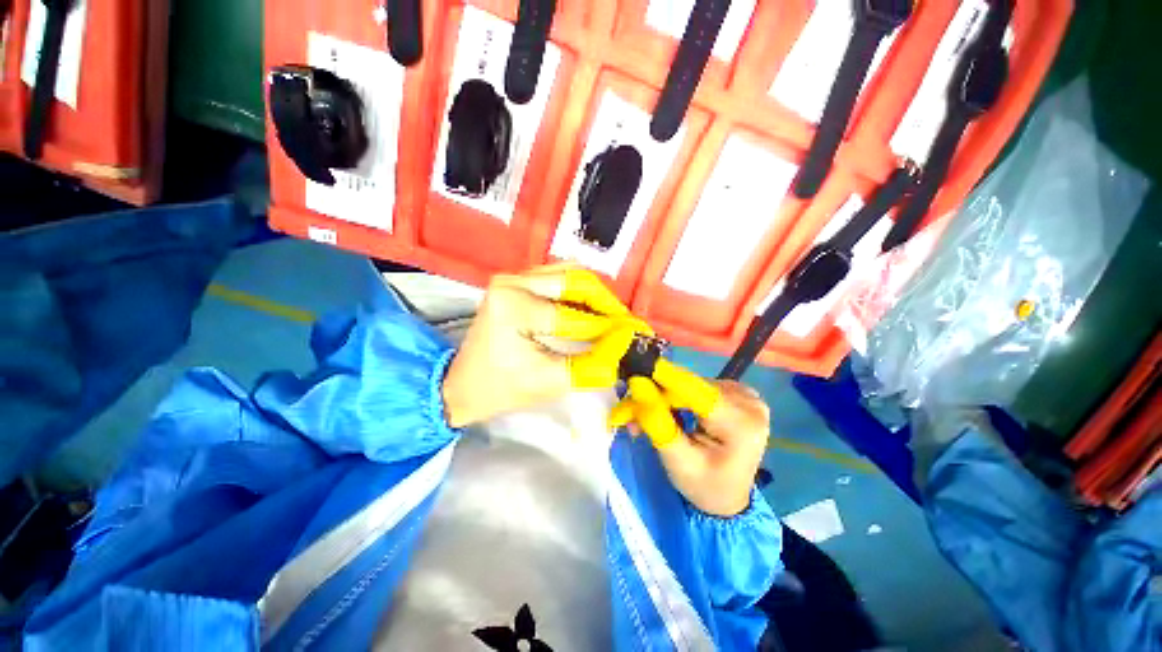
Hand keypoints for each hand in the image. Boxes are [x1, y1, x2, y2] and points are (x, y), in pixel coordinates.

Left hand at [442, 264, 649, 427]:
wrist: (462, 385)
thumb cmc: (500, 388)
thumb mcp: (548, 381)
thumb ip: (590, 366)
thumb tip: (624, 353)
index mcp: (514, 307)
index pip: (574, 316)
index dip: (609, 329)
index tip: (634, 336)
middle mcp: (513, 282)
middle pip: (576, 280)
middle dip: (606, 303)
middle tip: (625, 323)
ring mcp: (514, 278)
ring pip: (570, 274)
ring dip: (595, 294)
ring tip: (611, 317)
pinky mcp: (517, 282)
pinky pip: (558, 277)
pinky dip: (579, 291)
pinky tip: (590, 308)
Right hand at [610, 362, 768, 516]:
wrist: (727, 496)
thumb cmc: (704, 486)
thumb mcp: (678, 462)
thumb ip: (658, 424)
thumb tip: (638, 387)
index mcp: (741, 424)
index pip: (696, 392)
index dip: (663, 379)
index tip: (634, 375)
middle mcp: (749, 403)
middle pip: (690, 388)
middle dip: (656, 397)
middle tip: (628, 413)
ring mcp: (745, 395)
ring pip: (689, 386)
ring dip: (663, 398)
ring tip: (643, 417)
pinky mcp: (737, 393)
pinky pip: (697, 387)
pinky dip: (677, 397)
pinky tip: (667, 411)